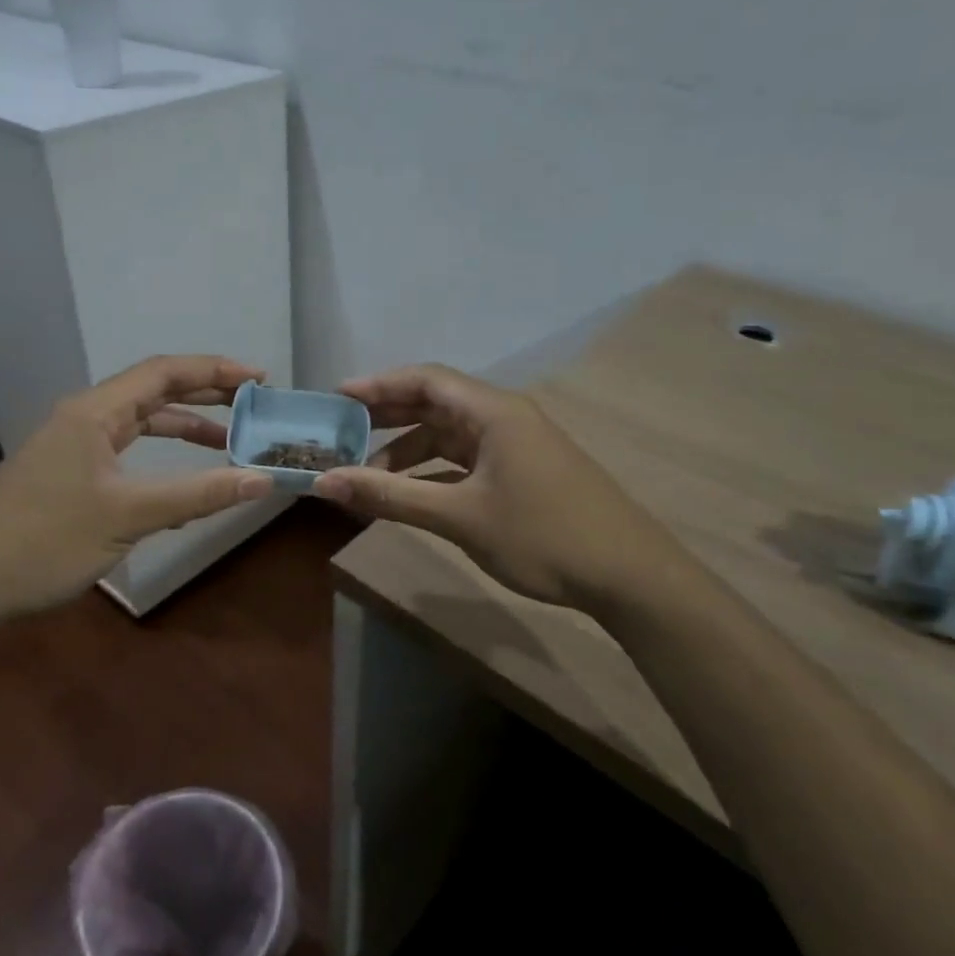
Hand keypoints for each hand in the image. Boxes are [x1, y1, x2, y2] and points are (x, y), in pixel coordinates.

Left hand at [0, 355, 275, 618]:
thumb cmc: (45, 541)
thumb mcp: (129, 516)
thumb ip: (198, 495)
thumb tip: (262, 480)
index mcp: (94, 412)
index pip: (163, 372)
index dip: (215, 371)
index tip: (259, 380)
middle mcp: (84, 418)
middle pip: (153, 391)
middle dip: (205, 394)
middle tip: (253, 404)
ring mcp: (73, 446)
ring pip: (139, 423)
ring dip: (183, 427)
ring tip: (229, 440)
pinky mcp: (68, 474)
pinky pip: (126, 452)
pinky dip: (160, 457)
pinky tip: (182, 481)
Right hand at [312, 364, 672, 611]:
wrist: (629, 575)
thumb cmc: (542, 536)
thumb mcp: (459, 517)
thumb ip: (390, 496)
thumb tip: (325, 483)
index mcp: (493, 412)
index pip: (425, 379)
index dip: (378, 385)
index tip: (336, 398)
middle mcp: (505, 418)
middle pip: (436, 403)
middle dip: (388, 416)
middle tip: (342, 432)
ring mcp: (517, 445)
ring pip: (451, 435)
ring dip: (410, 450)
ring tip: (369, 474)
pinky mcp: (524, 472)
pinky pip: (467, 459)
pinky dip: (435, 470)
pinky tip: (412, 493)